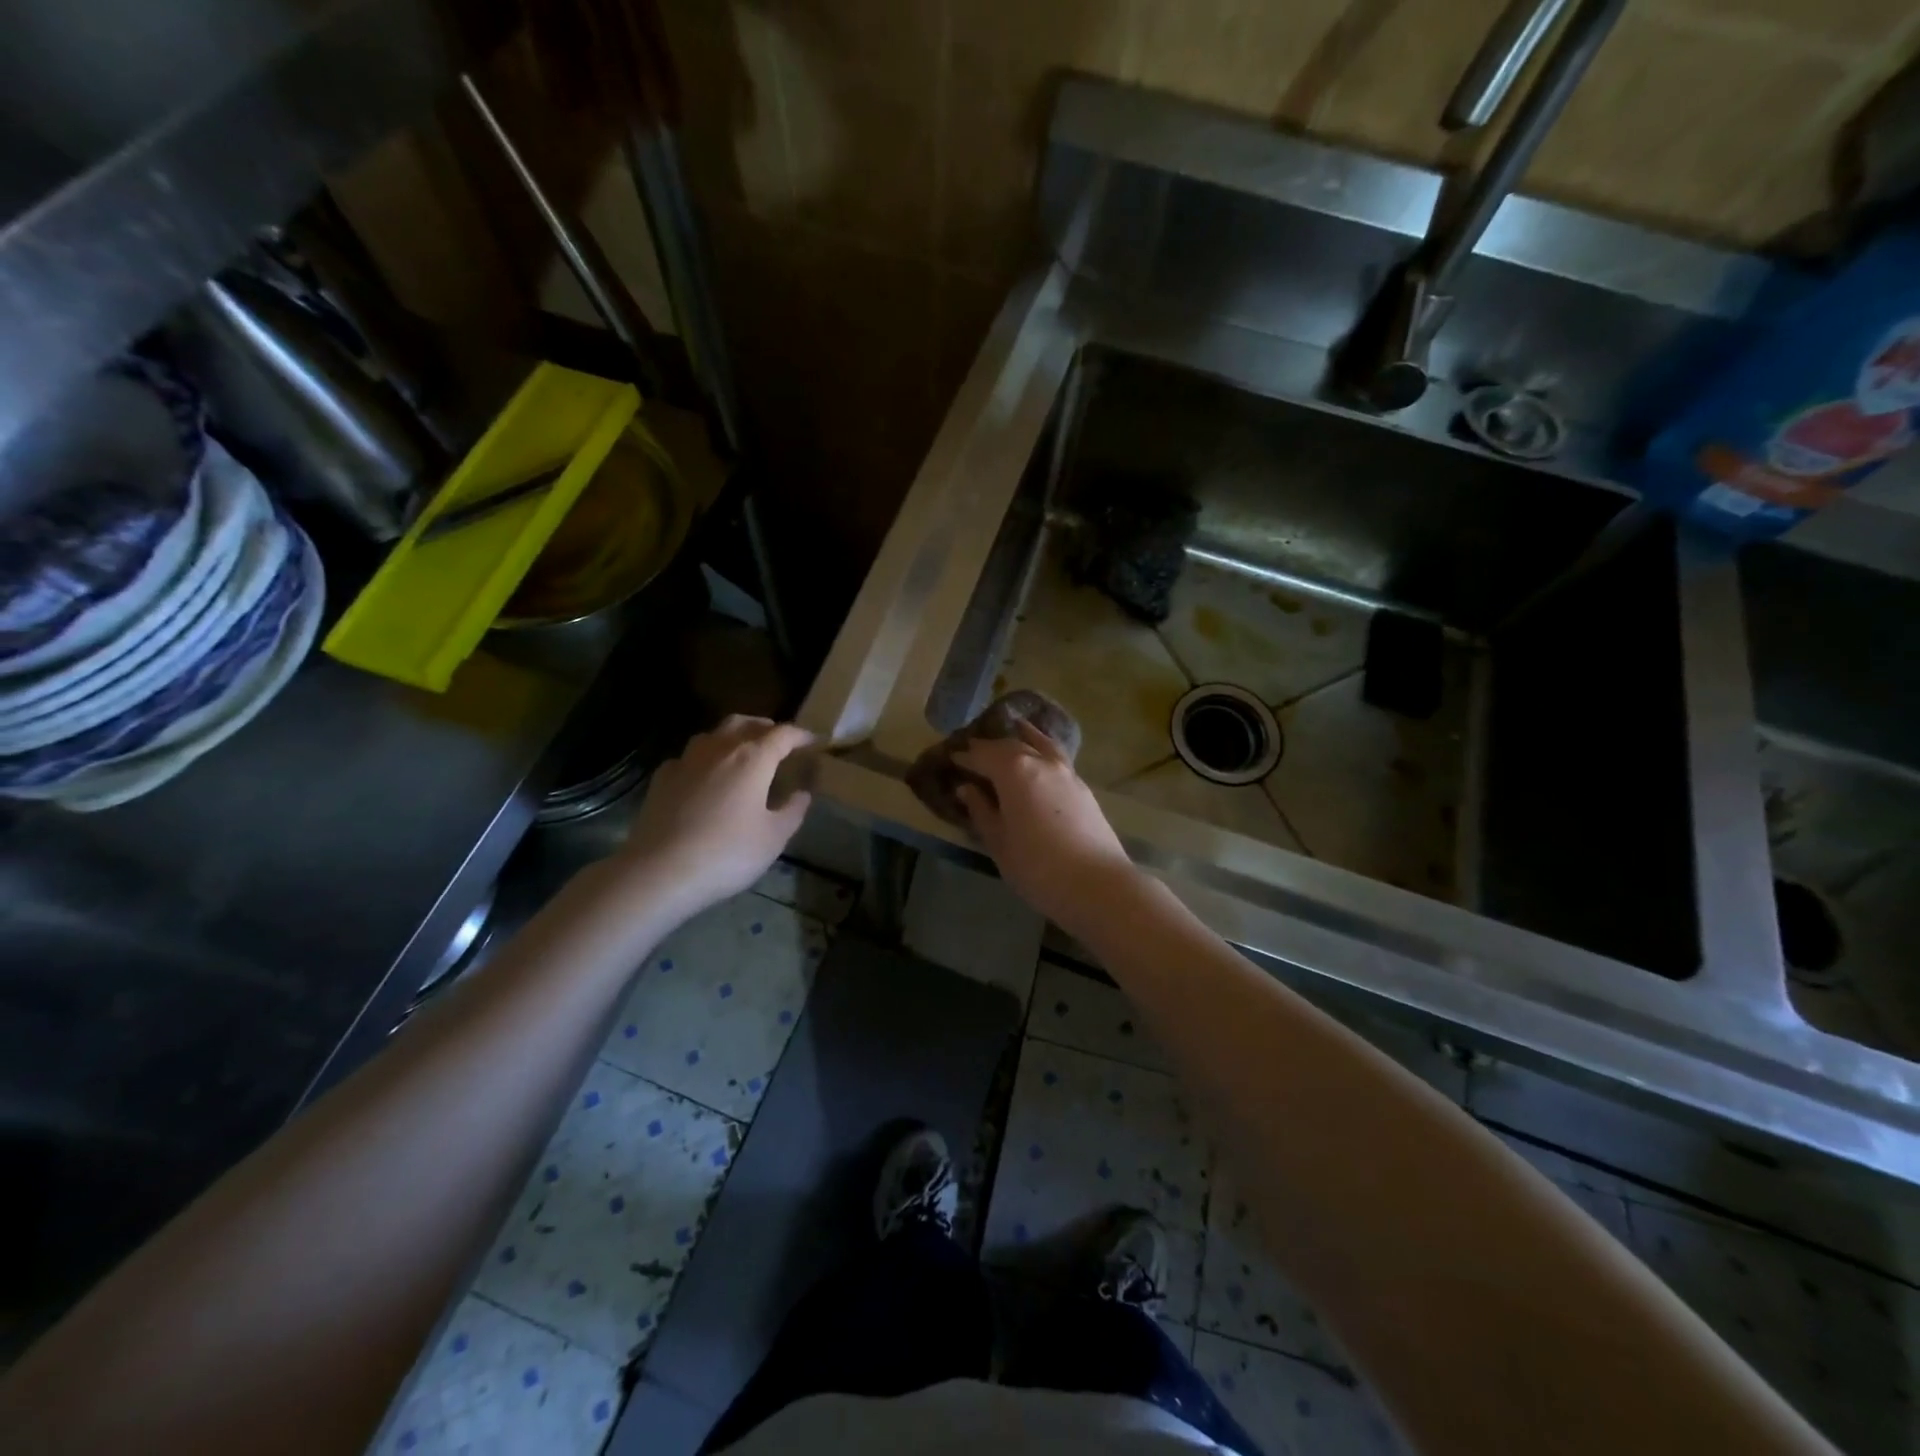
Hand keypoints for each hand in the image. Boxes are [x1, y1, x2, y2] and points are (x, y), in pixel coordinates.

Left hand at [617, 717, 813, 917]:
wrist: (659, 871)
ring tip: (743, 753)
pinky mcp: (662, 778)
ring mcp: (686, 760)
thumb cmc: (727, 853)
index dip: (801, 735)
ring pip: (714, 734)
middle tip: (778, 741)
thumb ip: (793, 810)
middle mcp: (719, 748)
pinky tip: (705, 776)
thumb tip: (802, 793)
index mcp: (752, 758)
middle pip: (745, 723)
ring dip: (733, 737)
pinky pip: (690, 757)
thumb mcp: (774, 837)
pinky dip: (705, 758)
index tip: (814, 742)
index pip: (783, 734)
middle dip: (766, 727)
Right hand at [954, 720, 1134, 925]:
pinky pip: (1056, 756)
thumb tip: (967, 789)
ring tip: (1013, 731)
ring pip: (1039, 744)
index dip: (966, 756)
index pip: (983, 755)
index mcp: (1014, 771)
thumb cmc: (1037, 867)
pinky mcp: (1082, 786)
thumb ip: (982, 811)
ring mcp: (1066, 772)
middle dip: (990, 746)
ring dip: (1022, 738)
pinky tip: (1040, 756)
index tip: (951, 757)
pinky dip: (1043, 748)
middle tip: (974, 751)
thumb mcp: (999, 842)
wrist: (1097, 885)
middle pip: (1011, 745)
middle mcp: (1041, 762)